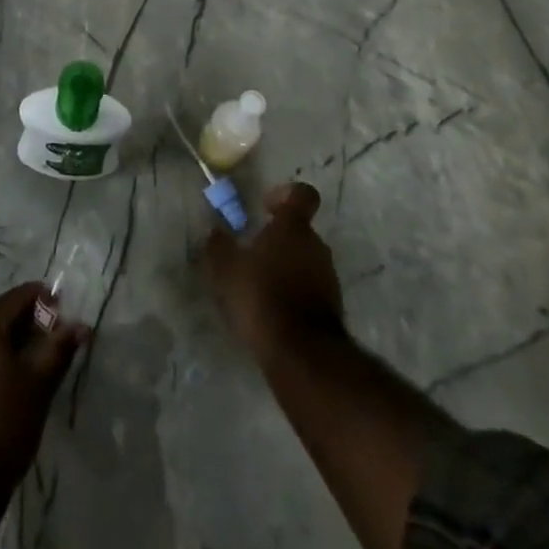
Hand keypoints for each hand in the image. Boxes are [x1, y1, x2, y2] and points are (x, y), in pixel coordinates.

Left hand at [0, 283, 86, 488]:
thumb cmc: (4, 424)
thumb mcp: (39, 385)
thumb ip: (60, 349)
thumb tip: (81, 326)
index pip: (17, 297)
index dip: (43, 299)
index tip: (65, 312)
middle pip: (1, 316)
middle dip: (31, 322)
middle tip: (57, 340)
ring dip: (15, 342)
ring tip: (40, 362)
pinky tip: (15, 381)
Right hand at [205, 181, 345, 364]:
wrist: (302, 355)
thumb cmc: (262, 297)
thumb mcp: (226, 269)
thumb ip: (218, 246)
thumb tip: (215, 232)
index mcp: (293, 227)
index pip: (302, 194)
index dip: (286, 194)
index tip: (266, 207)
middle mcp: (316, 246)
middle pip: (300, 230)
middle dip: (278, 238)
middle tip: (252, 253)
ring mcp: (328, 278)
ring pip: (306, 260)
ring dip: (286, 267)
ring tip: (260, 286)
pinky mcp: (332, 308)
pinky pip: (311, 288)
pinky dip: (294, 292)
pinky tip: (273, 310)